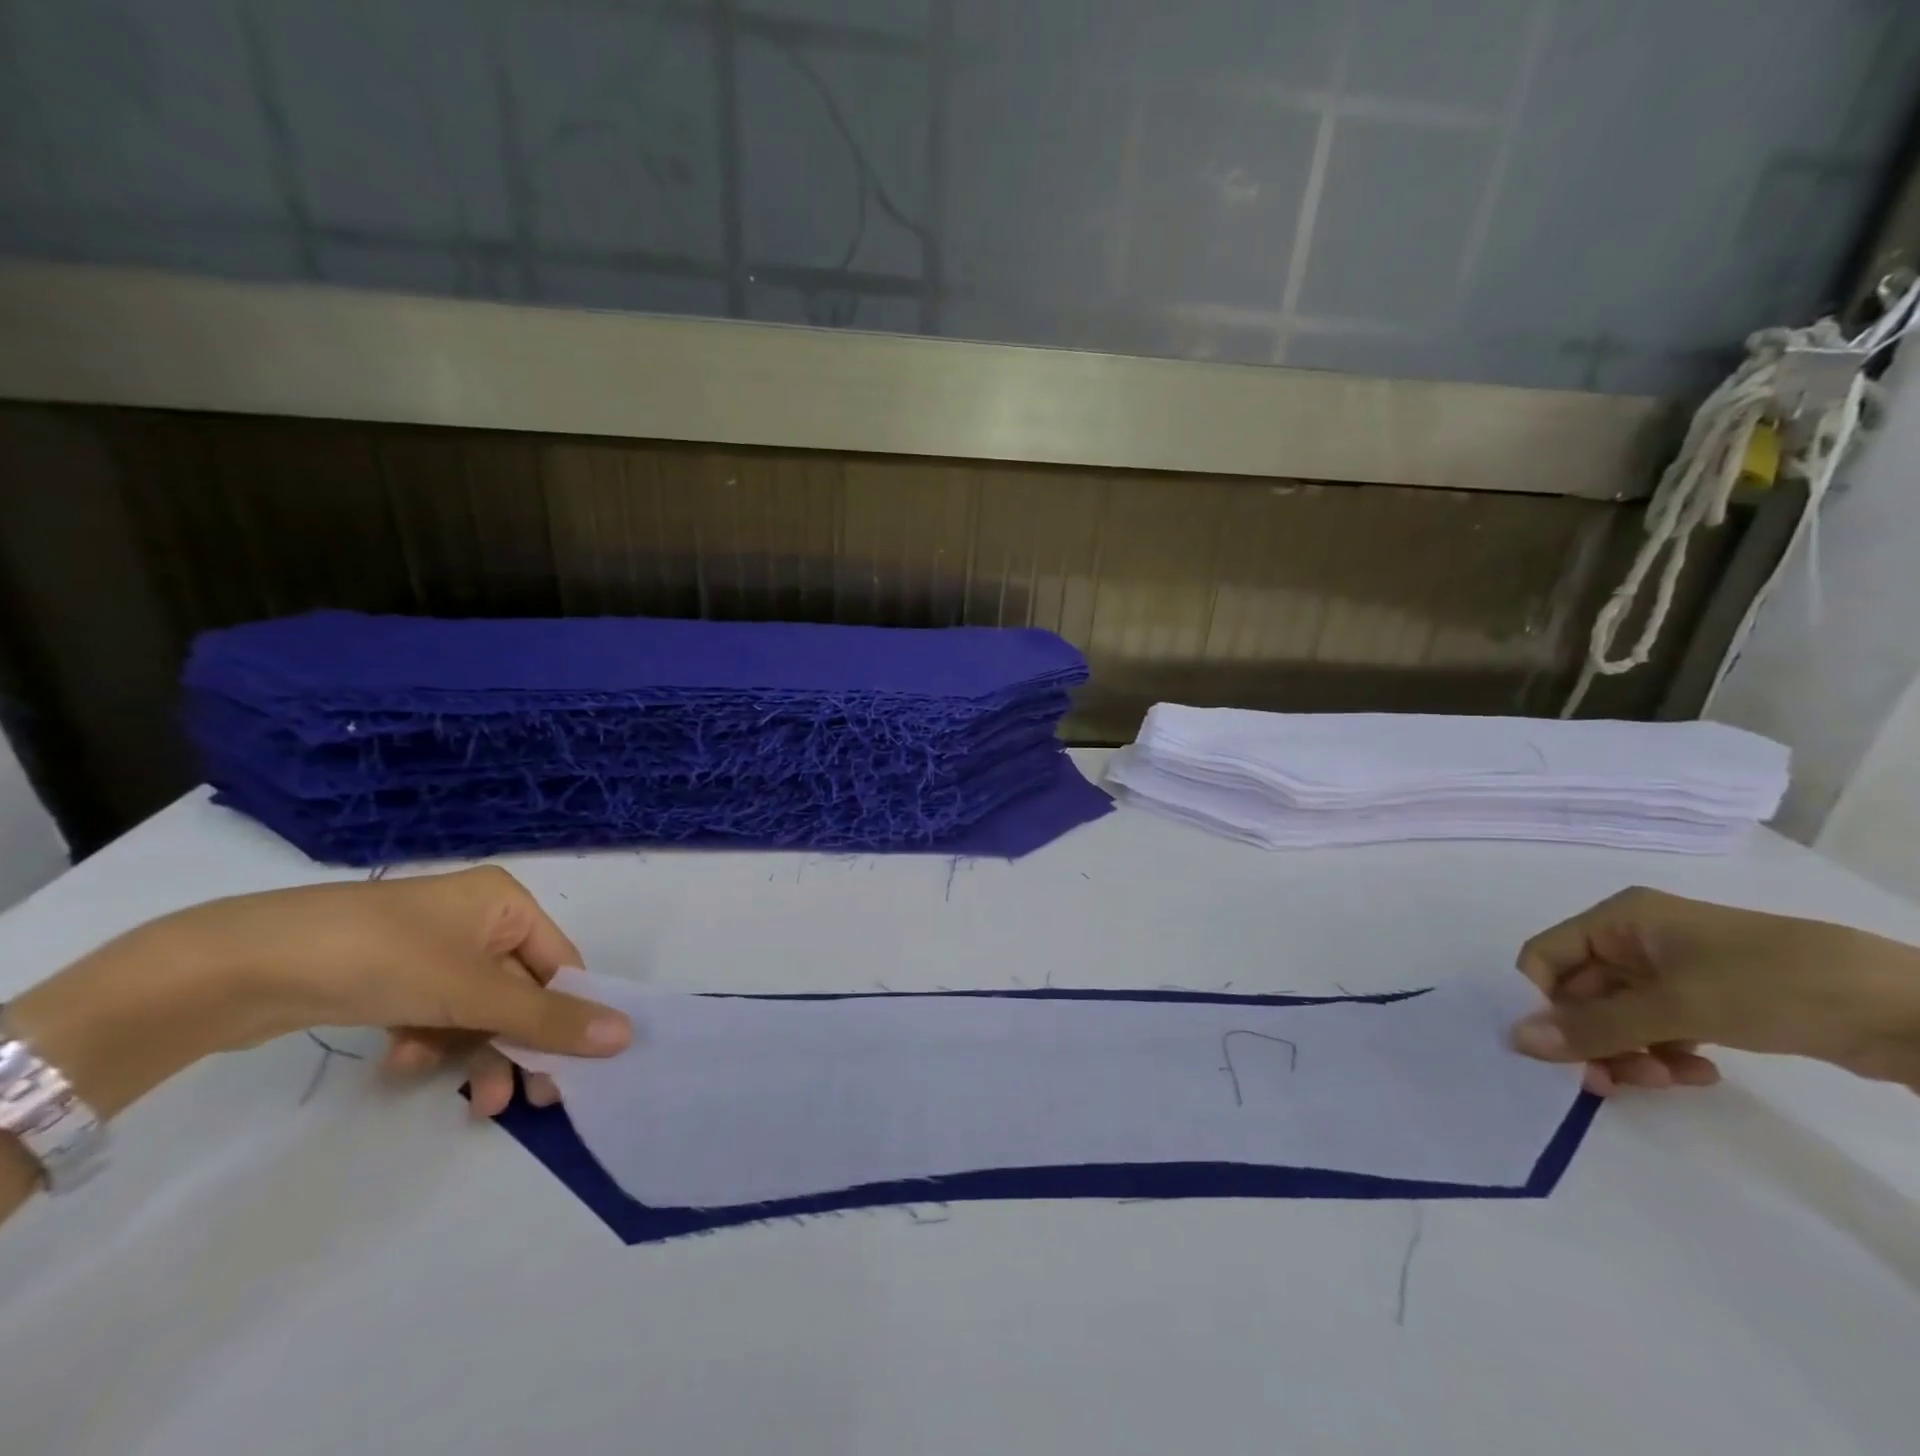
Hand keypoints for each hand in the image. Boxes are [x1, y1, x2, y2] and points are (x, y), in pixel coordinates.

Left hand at [159, 865, 631, 1116]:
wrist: (238, 967)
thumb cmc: (384, 958)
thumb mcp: (475, 991)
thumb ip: (550, 1018)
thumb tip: (626, 1035)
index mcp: (507, 903)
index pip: (562, 964)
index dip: (570, 1017)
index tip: (572, 1072)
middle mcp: (477, 918)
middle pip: (520, 992)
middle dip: (519, 1046)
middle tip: (529, 1099)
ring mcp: (430, 947)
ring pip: (478, 1010)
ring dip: (477, 1054)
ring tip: (473, 1101)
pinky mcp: (390, 974)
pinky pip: (435, 1013)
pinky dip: (431, 1041)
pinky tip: (403, 1061)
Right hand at [1509, 886, 1919, 1093]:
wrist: (1908, 1010)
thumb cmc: (1771, 983)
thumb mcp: (1676, 1005)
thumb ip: (1593, 1026)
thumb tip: (1517, 1041)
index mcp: (1617, 920)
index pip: (1545, 958)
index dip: (1539, 1002)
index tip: (1556, 1053)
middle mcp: (1635, 940)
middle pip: (1581, 993)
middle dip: (1592, 1039)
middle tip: (1610, 1084)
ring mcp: (1673, 972)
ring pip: (1618, 1017)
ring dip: (1629, 1052)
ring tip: (1666, 1079)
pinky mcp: (1708, 1002)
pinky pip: (1658, 1029)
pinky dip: (1664, 1054)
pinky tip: (1698, 1074)